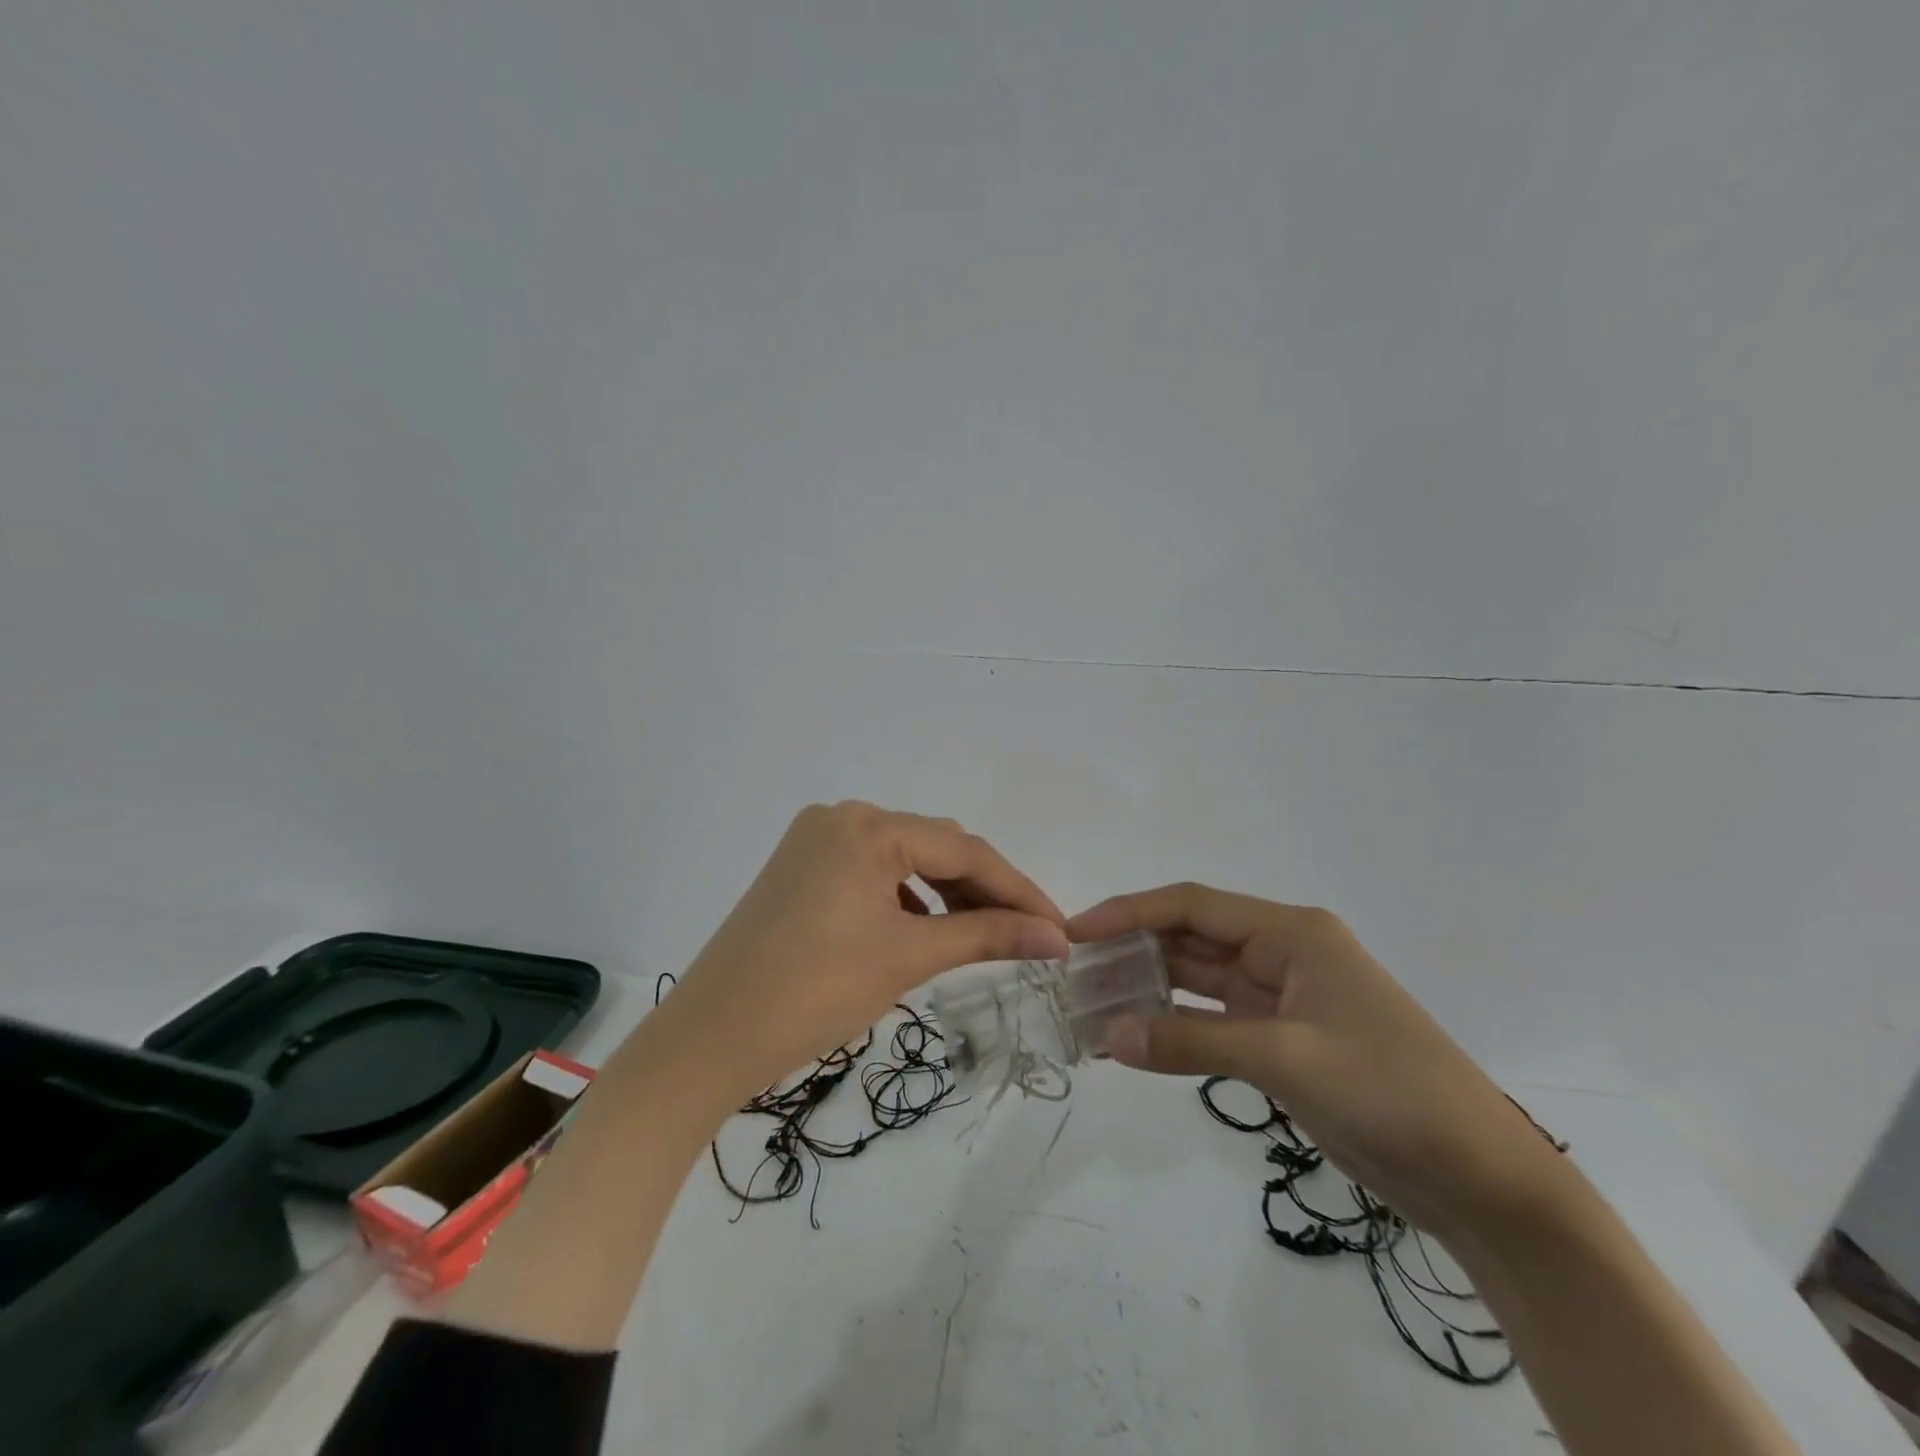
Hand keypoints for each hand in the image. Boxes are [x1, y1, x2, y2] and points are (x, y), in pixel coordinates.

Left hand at [664, 802, 1069, 1099]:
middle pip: (934, 848)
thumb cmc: (813, 992)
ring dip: (946, 894)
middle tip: (1027, 935)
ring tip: (981, 935)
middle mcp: (841, 818)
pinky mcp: (801, 869)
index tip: (1059, 929)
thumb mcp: (907, 957)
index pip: (963, 850)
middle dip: (983, 890)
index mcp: (867, 826)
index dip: (1018, 889)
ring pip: (904, 860)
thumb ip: (986, 936)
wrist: (709, 1039)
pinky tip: (924, 929)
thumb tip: (1054, 937)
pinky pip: (872, 873)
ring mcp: (815, 842)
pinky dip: (907, 899)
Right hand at [1069, 884, 1565, 1239]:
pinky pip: (1212, 1022)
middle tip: (1073, 976)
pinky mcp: (1282, 1041)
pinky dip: (1174, 1028)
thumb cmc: (1391, 1091)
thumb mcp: (1286, 1059)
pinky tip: (1135, 1039)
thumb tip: (1108, 1035)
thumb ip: (1191, 1042)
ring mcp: (1281, 998)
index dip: (1129, 912)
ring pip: (1197, 981)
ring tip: (1092, 1007)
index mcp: (1291, 933)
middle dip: (1133, 953)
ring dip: (1149, 991)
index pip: (1192, 906)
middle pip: (1190, 939)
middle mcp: (1282, 953)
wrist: (1482, 1180)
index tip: (1075, 931)